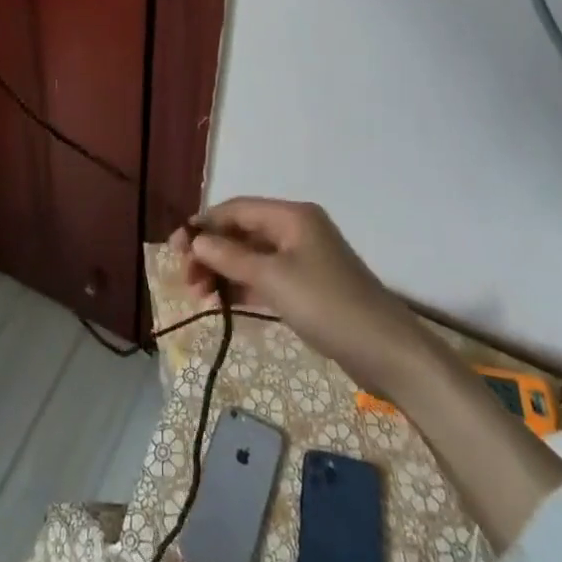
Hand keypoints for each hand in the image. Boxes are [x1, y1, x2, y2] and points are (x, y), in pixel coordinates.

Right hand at [171, 198, 426, 393]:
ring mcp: (303, 259)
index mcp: (292, 216)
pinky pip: (265, 278)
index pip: (237, 209)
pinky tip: (222, 305)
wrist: (387, 352)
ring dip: (224, 273)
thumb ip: (231, 258)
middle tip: (186, 281)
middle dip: (211, 253)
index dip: (204, 225)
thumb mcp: (273, 279)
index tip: (174, 249)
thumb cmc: (327, 305)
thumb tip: (196, 242)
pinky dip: (243, 288)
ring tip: (201, 298)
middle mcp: (296, 230)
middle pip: (242, 232)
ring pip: (251, 257)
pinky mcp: (307, 287)